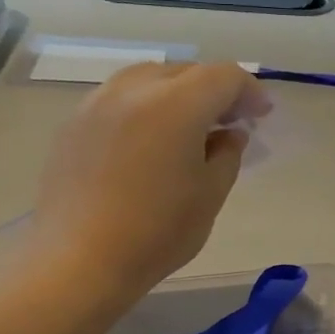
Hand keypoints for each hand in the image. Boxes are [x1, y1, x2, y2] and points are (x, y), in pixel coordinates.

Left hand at [30, 62, 268, 294]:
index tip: (261, 116)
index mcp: (176, 104)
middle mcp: (134, 90)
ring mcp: (98, 103)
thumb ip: (228, 154)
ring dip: (177, 94)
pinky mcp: (73, 123)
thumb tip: (228, 134)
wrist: (76, 261)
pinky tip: (147, 141)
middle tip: (229, 122)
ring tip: (187, 127)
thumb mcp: (210, 195)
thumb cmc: (155, 232)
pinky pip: (119, 99)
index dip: (249, 91)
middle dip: (214, 90)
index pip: (224, 76)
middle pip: (186, 72)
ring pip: (148, 79)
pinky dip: (144, 107)